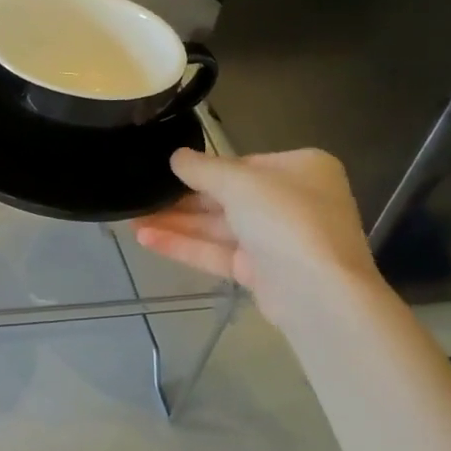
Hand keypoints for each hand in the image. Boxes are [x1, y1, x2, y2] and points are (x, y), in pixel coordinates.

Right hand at [134, 147, 380, 307]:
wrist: (318, 293)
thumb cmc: (286, 219)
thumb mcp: (239, 182)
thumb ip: (203, 168)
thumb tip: (176, 156)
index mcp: (301, 169)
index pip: (244, 164)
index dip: (204, 169)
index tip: (166, 171)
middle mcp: (293, 201)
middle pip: (228, 197)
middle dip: (183, 200)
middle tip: (140, 197)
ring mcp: (278, 240)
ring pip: (219, 227)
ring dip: (177, 223)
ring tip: (131, 220)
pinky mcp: (262, 272)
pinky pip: (219, 253)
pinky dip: (186, 245)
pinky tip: (147, 240)